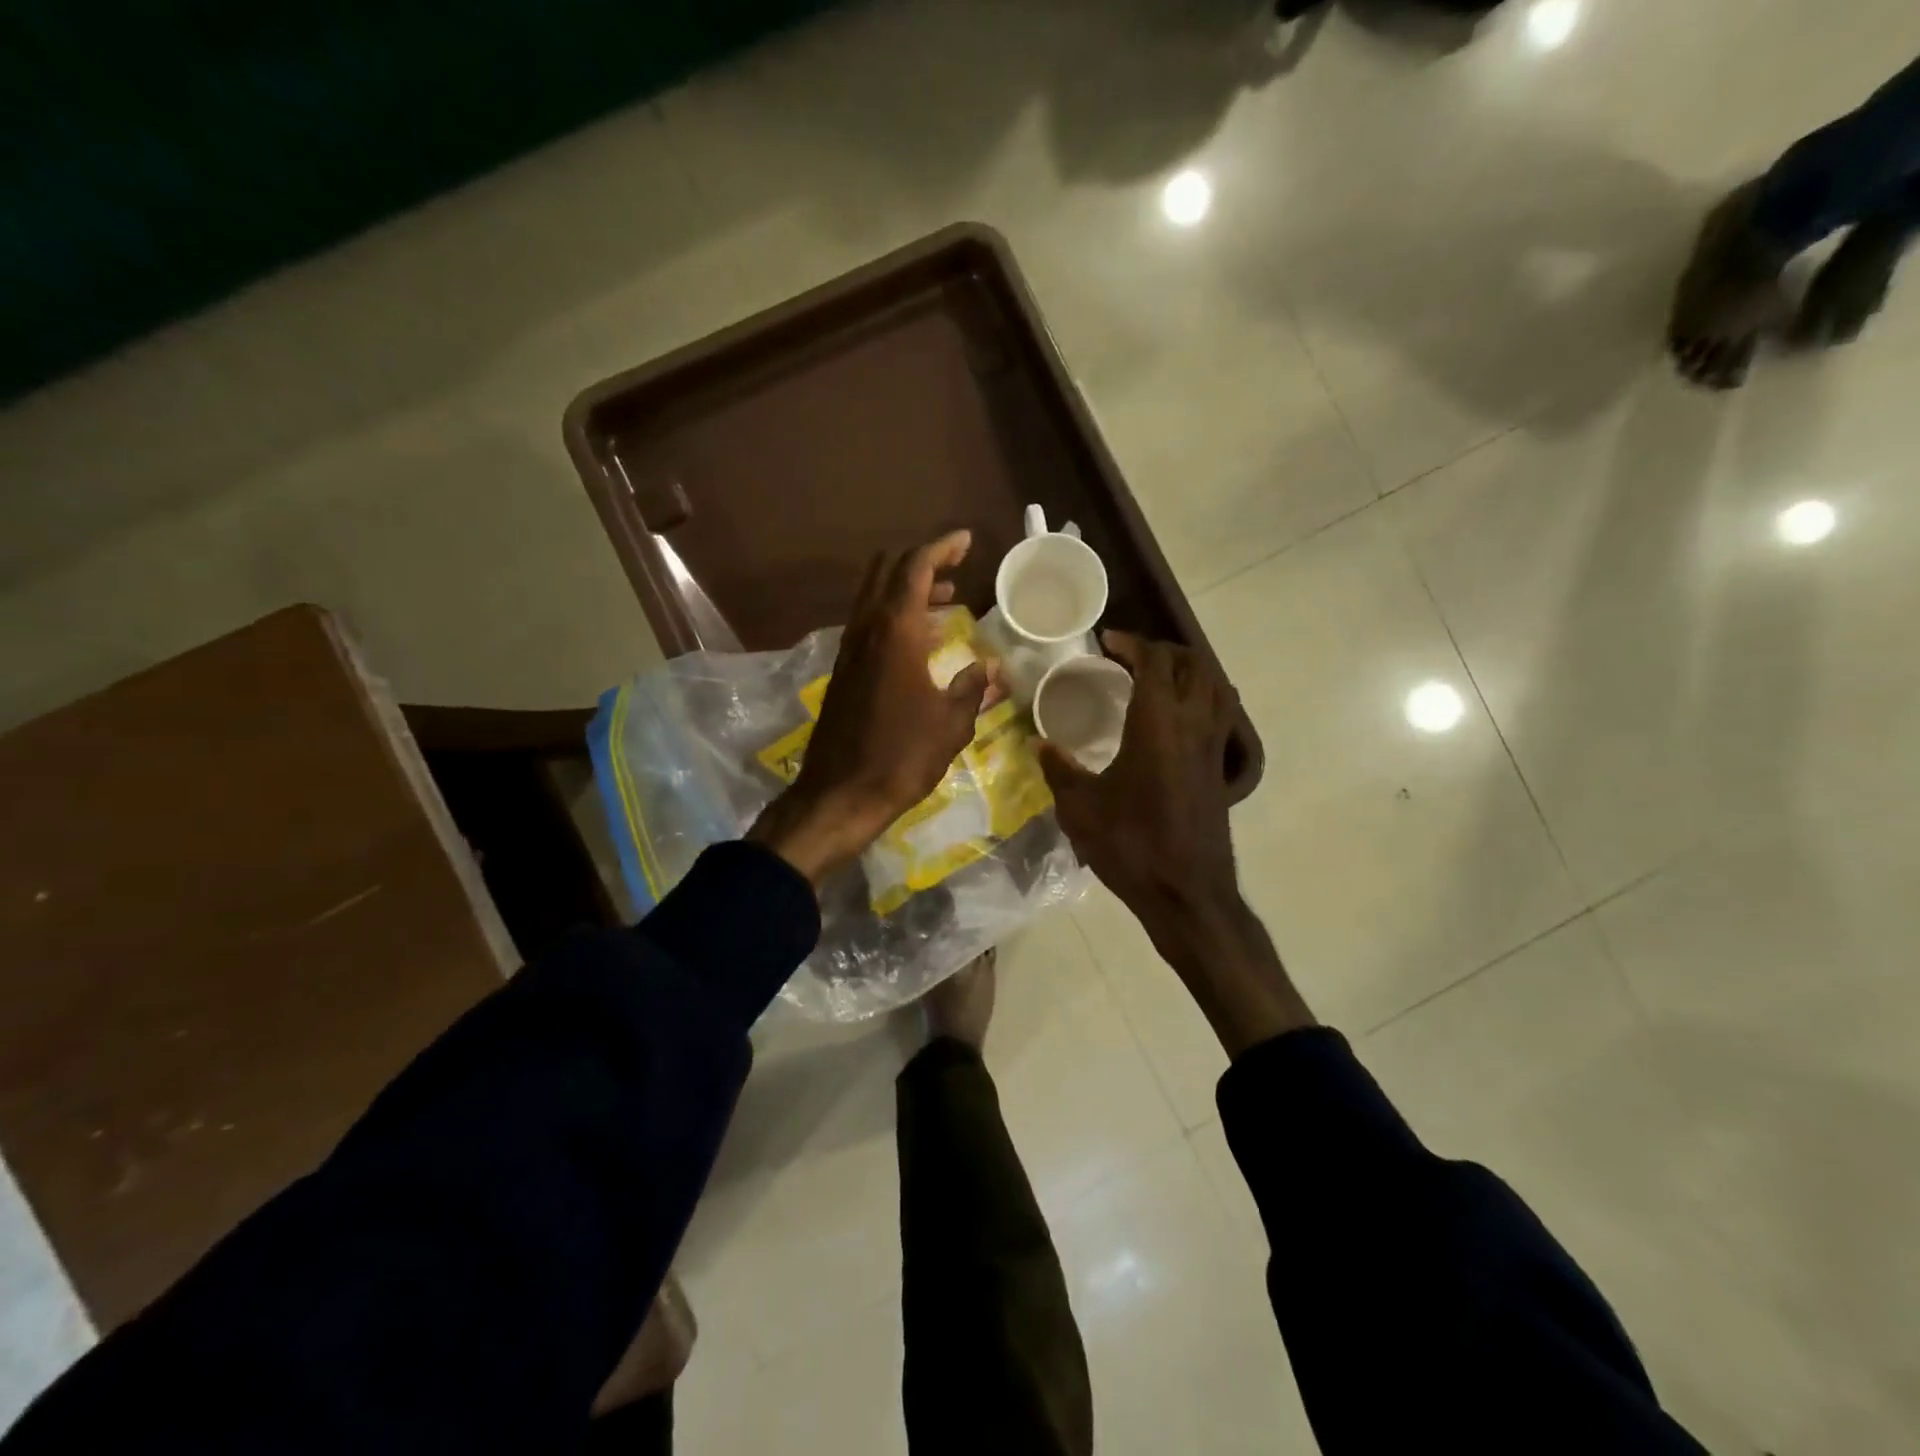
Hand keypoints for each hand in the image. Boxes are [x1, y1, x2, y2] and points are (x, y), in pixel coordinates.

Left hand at [749, 531, 988, 883]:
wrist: (840, 794)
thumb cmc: (902, 757)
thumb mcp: (951, 724)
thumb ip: (974, 688)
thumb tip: (992, 668)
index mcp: (895, 632)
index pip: (915, 568)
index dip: (941, 547)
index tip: (966, 540)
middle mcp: (866, 630)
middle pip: (887, 572)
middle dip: (921, 562)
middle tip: (955, 568)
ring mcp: (849, 650)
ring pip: (875, 597)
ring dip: (907, 590)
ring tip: (946, 600)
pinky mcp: (843, 671)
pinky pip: (869, 624)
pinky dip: (895, 616)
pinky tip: (919, 640)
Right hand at [1041, 633, 1312, 1053]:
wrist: (1187, 893)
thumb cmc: (1131, 846)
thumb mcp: (1081, 809)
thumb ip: (1059, 770)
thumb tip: (1039, 743)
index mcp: (1157, 723)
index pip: (1153, 661)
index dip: (1131, 643)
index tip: (1108, 641)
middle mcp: (1192, 724)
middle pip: (1192, 664)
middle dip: (1163, 650)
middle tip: (1131, 655)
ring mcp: (1213, 746)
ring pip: (1215, 685)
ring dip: (1190, 669)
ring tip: (1160, 675)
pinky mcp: (1221, 769)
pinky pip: (1222, 713)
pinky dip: (1205, 696)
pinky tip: (1183, 715)